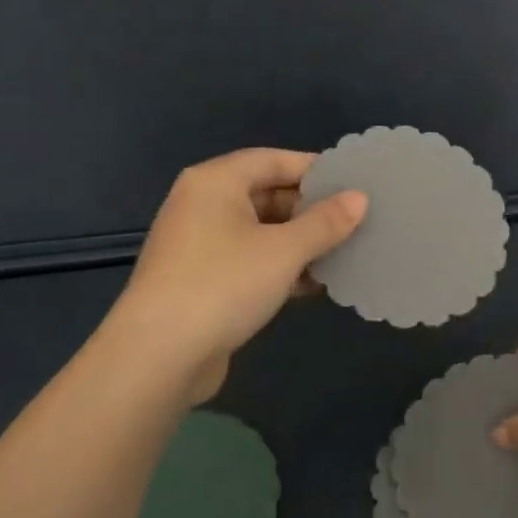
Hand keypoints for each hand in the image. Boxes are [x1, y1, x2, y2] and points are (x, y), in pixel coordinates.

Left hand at [97, 148, 365, 403]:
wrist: (157, 357)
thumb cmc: (223, 285)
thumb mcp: (284, 250)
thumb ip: (326, 222)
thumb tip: (360, 198)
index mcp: (215, 182)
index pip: (273, 160)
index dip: (315, 169)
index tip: (354, 184)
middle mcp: (203, 205)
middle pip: (267, 193)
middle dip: (311, 209)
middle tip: (355, 221)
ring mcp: (199, 244)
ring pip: (260, 231)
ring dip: (299, 242)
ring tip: (343, 252)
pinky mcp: (201, 280)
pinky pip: (250, 260)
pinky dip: (280, 267)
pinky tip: (314, 284)